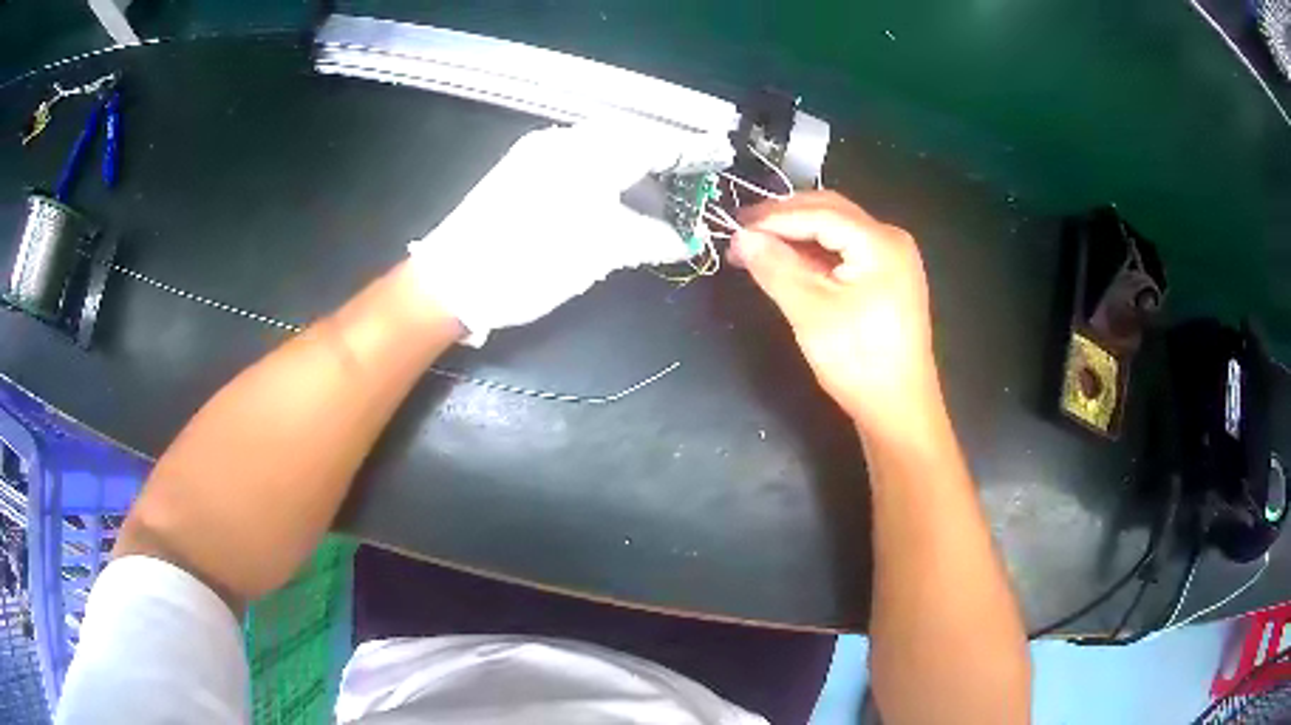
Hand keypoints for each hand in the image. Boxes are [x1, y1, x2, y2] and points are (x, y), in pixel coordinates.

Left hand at [408, 122, 726, 345]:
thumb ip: (650, 238)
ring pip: (602, 149)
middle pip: (629, 138)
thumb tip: (685, 239)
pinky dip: (607, 175)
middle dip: (664, 158)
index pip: (654, 141)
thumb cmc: (528, 263)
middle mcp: (563, 141)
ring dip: (635, 167)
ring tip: (659, 196)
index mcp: (587, 153)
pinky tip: (616, 198)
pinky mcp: (522, 170)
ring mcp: (538, 153)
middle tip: (690, 183)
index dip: (691, 150)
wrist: (451, 282)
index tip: (720, 157)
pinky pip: (578, 161)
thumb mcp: (599, 252)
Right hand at [730, 192, 942, 441]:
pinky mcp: (888, 278)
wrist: (898, 409)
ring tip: (758, 246)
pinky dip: (815, 252)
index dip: (773, 217)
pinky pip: (846, 251)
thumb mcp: (810, 312)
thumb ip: (775, 267)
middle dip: (784, 219)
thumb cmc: (858, 361)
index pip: (819, 213)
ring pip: (836, 230)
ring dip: (797, 234)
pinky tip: (789, 261)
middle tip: (742, 232)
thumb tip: (741, 237)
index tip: (733, 227)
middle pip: (830, 212)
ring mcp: (893, 258)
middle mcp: (891, 239)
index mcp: (879, 242)